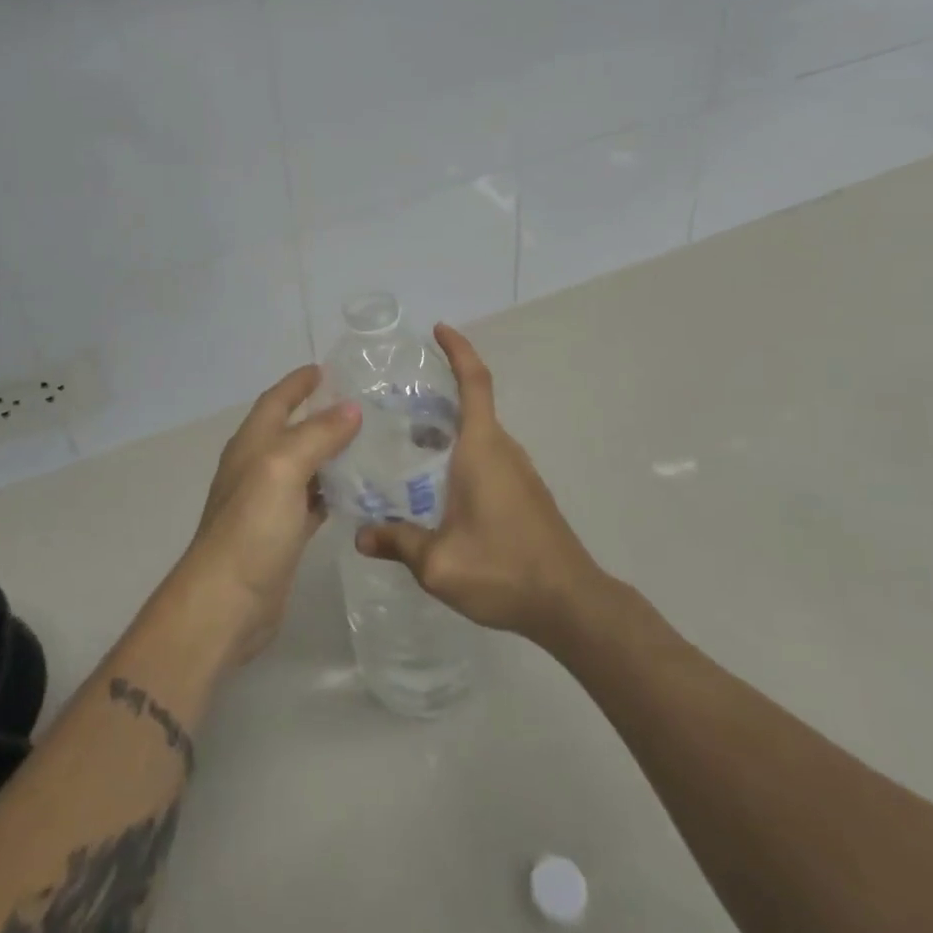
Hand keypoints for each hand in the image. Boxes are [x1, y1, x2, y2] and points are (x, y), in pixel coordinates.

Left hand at [182, 365, 359, 663]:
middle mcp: (258, 468)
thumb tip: (351, 408)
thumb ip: (317, 435)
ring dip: (330, 452)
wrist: (227, 603)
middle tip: (361, 404)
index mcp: (252, 444)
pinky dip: (333, 490)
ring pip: (305, 465)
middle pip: (291, 430)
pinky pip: (312, 500)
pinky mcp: (283, 534)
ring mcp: (269, 503)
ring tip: (369, 441)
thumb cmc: (251, 527)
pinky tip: (359, 491)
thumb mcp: (283, 469)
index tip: (326, 368)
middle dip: (320, 414)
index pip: (276, 401)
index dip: (297, 383)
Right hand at [357, 324, 600, 644]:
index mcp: (482, 448)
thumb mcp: (439, 563)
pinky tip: (435, 483)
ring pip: (478, 434)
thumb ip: (398, 543)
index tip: (439, 329)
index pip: (474, 382)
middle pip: (472, 404)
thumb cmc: (504, 569)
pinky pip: (486, 456)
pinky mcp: (524, 493)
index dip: (458, 350)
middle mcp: (502, 449)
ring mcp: (518, 471)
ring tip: (405, 439)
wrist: (571, 603)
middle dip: (438, 391)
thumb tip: (361, 537)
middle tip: (394, 397)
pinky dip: (459, 452)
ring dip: (446, 427)